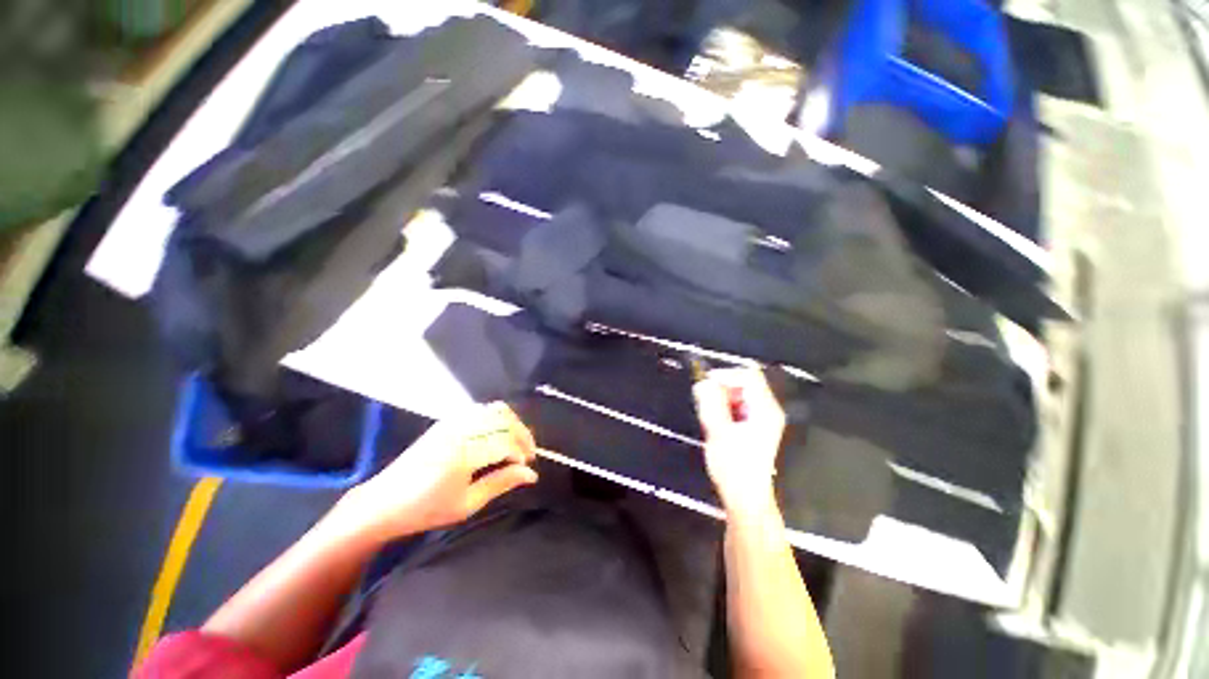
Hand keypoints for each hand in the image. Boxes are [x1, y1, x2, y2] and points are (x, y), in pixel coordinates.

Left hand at [337, 403, 538, 541]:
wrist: (382, 503)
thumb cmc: (425, 510)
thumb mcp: (467, 505)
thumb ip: (501, 483)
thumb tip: (531, 475)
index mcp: (462, 454)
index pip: (505, 441)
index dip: (522, 452)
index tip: (528, 467)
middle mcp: (459, 430)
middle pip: (504, 420)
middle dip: (522, 435)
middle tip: (528, 454)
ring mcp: (452, 422)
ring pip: (495, 410)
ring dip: (512, 424)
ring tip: (517, 443)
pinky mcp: (447, 421)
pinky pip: (481, 409)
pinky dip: (497, 417)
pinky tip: (499, 434)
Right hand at [693, 368, 785, 516]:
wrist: (745, 498)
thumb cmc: (733, 466)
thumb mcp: (718, 431)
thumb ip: (711, 403)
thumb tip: (703, 382)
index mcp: (764, 409)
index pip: (748, 376)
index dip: (725, 375)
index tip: (705, 384)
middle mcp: (767, 410)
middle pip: (744, 383)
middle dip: (722, 388)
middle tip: (704, 402)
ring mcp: (762, 419)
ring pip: (739, 395)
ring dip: (721, 399)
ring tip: (709, 415)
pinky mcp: (754, 427)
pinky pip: (738, 406)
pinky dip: (724, 408)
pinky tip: (716, 423)